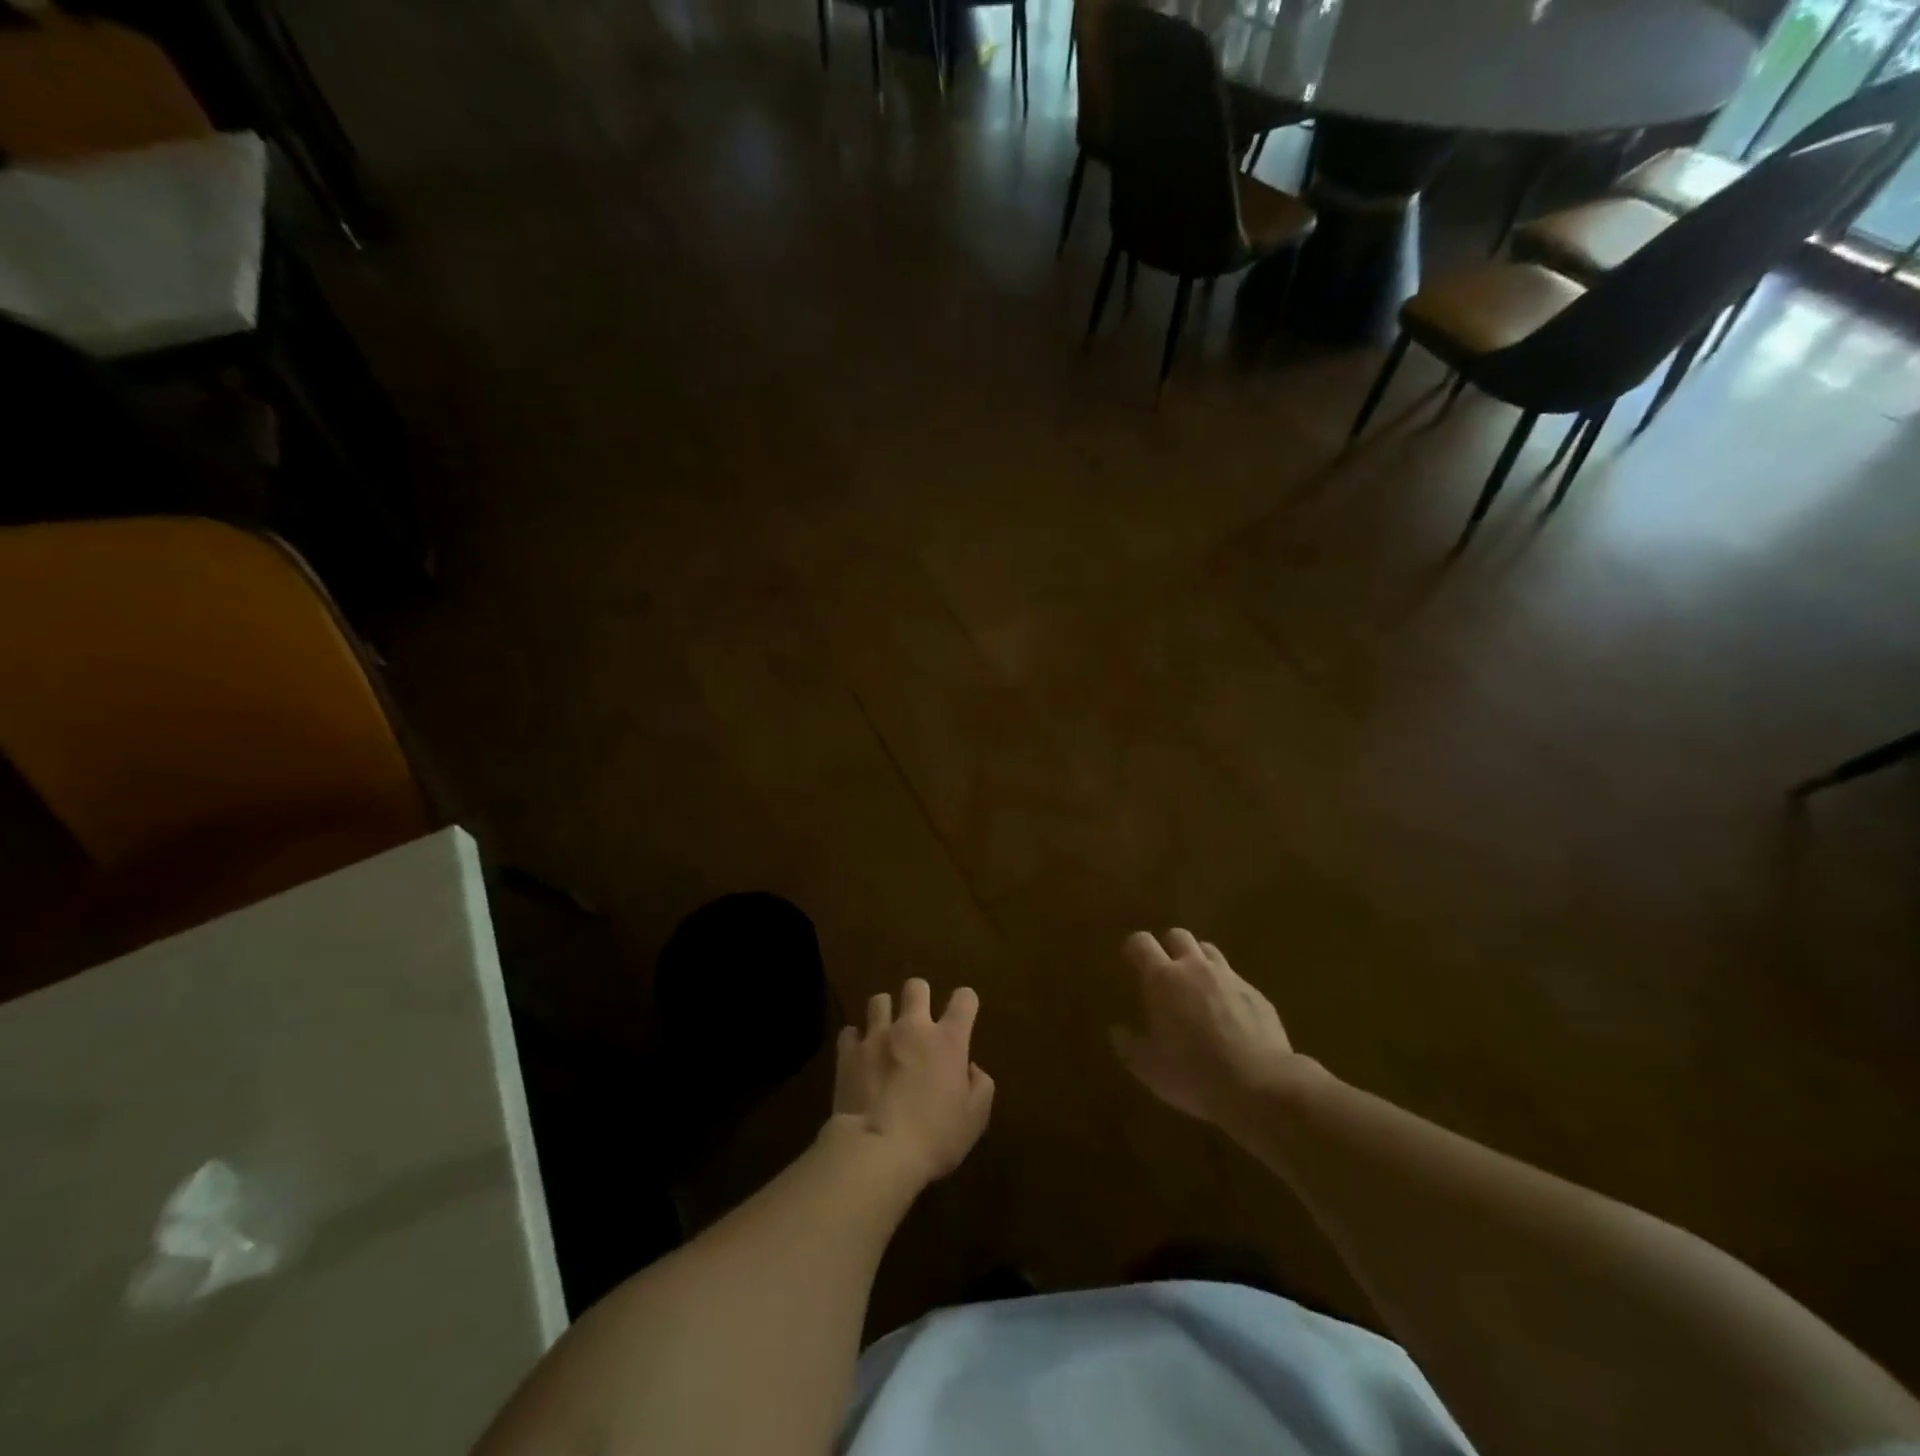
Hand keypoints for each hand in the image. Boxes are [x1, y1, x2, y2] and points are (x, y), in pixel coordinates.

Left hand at [827, 978, 993, 1185]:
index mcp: (948, 1040)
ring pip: (879, 1000)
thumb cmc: (934, 1137)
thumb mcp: (974, 1120)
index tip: (964, 1014)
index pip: (964, 999)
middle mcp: (913, 1027)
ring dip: (884, 1013)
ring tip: (885, 1032)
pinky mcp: (849, 1052)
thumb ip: (980, 1087)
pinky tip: (858, 1054)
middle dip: (919, 996)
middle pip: (916, 987)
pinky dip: (855, 1040)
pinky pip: (849, 1032)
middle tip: (919, 1021)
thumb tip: (971, 1068)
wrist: (877, 1151)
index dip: (966, 1001)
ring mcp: (877, 1036)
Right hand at [1110, 930, 1305, 1128]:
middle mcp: (1195, 967)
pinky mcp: (1257, 994)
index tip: (1131, 965)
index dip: (1134, 949)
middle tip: (1165, 974)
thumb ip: (1128, 1045)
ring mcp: (1229, 977)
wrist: (1261, 1086)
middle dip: (1168, 948)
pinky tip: (1229, 1016)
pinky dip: (1225, 988)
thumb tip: (1117, 1030)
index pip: (1141, 942)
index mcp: (1162, 979)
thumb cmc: (1194, 1074)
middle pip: (1178, 935)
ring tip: (1196, 989)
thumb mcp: (1149, 1068)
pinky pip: (1235, 979)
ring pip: (1209, 951)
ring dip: (1198, 962)